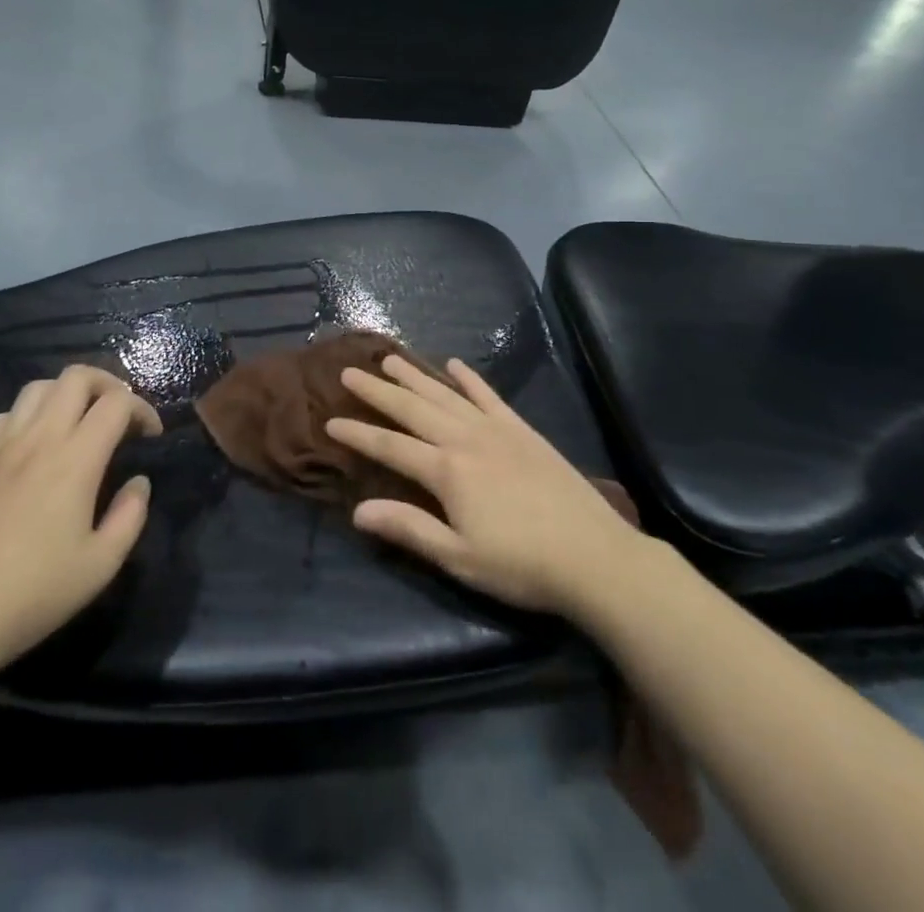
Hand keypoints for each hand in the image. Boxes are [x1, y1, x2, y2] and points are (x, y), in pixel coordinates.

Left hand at [0, 365, 160, 685]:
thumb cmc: (31, 595)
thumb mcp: (100, 566)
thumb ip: (129, 516)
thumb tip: (138, 483)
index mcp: (76, 460)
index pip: (117, 403)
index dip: (142, 410)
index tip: (150, 436)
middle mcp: (39, 439)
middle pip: (77, 377)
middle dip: (108, 384)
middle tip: (119, 415)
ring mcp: (0, 447)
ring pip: (39, 388)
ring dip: (67, 394)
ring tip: (79, 423)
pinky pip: (6, 416)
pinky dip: (30, 415)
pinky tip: (34, 446)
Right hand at [326, 357, 647, 617]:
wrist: (594, 556)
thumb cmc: (521, 565)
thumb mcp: (459, 558)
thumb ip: (409, 529)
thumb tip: (357, 511)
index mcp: (447, 471)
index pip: (390, 446)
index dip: (358, 433)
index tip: (329, 421)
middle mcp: (465, 438)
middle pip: (412, 409)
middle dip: (378, 390)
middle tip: (350, 371)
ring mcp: (495, 429)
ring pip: (445, 394)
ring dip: (415, 375)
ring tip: (390, 358)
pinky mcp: (521, 429)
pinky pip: (488, 395)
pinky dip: (469, 378)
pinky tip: (454, 365)